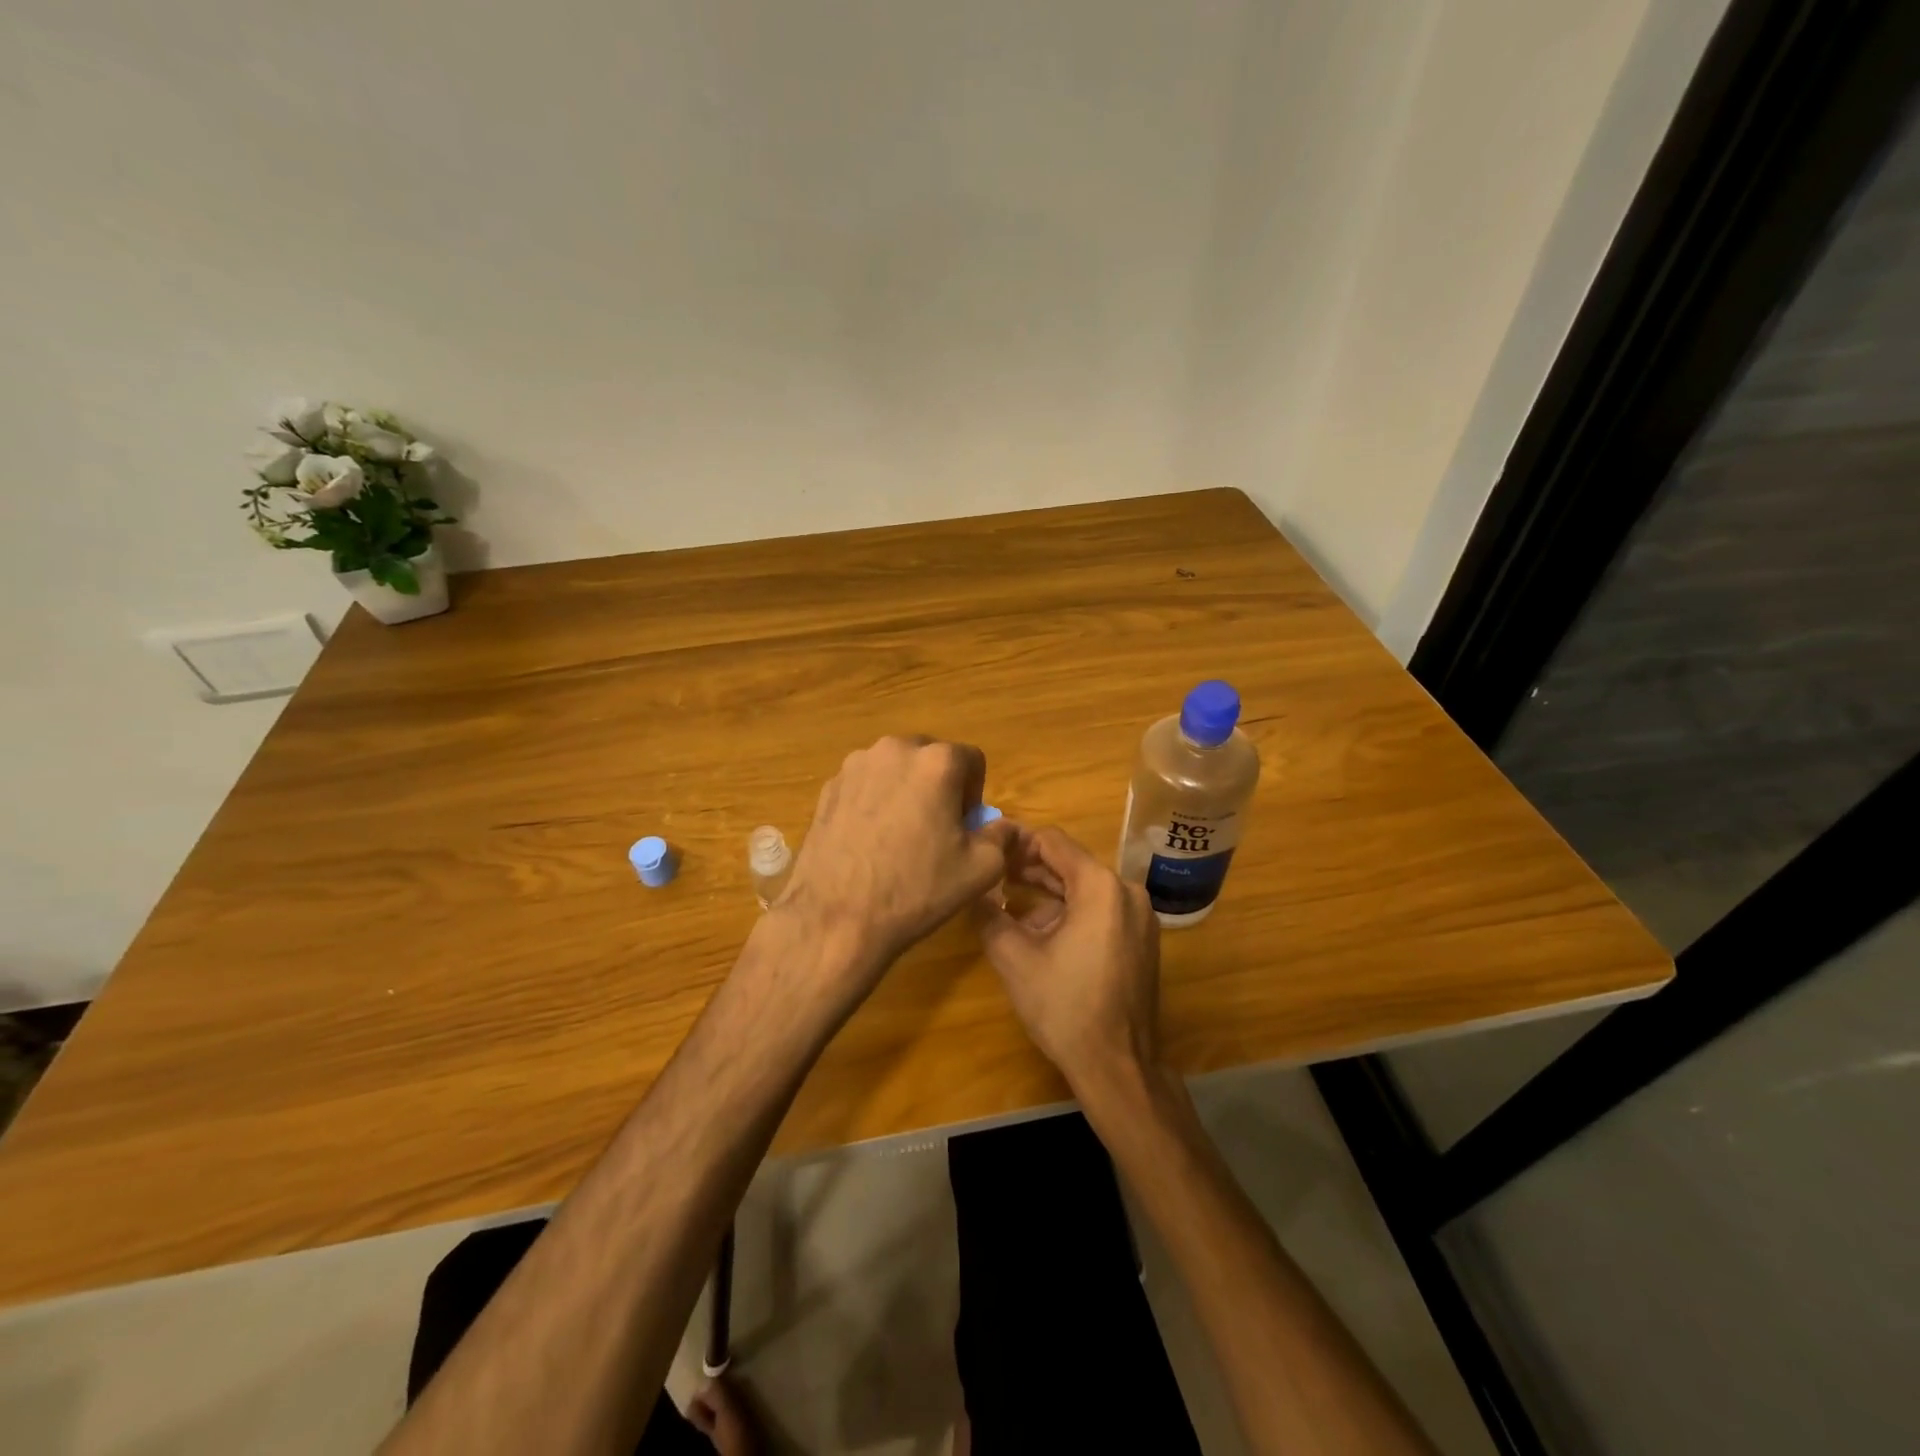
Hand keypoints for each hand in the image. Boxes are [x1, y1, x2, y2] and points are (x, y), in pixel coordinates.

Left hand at [780, 735, 1015, 982]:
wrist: (837, 918)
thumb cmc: (917, 889)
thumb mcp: (981, 869)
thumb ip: (1001, 836)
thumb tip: (1003, 826)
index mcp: (936, 762)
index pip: (972, 760)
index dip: (974, 794)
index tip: (964, 827)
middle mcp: (894, 749)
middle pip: (930, 758)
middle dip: (939, 787)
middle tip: (935, 830)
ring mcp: (855, 765)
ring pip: (895, 769)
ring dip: (905, 791)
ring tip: (898, 837)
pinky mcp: (828, 787)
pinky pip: (865, 785)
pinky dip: (874, 802)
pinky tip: (869, 842)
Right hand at [973, 824, 1161, 1093]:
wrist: (1117, 1065)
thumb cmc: (1064, 1007)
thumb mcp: (1013, 958)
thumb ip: (989, 914)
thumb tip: (972, 889)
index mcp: (1100, 887)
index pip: (1053, 841)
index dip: (1017, 843)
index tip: (989, 855)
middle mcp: (1127, 891)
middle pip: (1071, 863)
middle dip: (1030, 868)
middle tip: (993, 877)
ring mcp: (1139, 916)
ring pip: (1085, 887)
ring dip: (1048, 892)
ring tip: (1008, 901)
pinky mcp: (1141, 938)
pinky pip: (1101, 909)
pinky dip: (1070, 910)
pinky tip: (1039, 929)